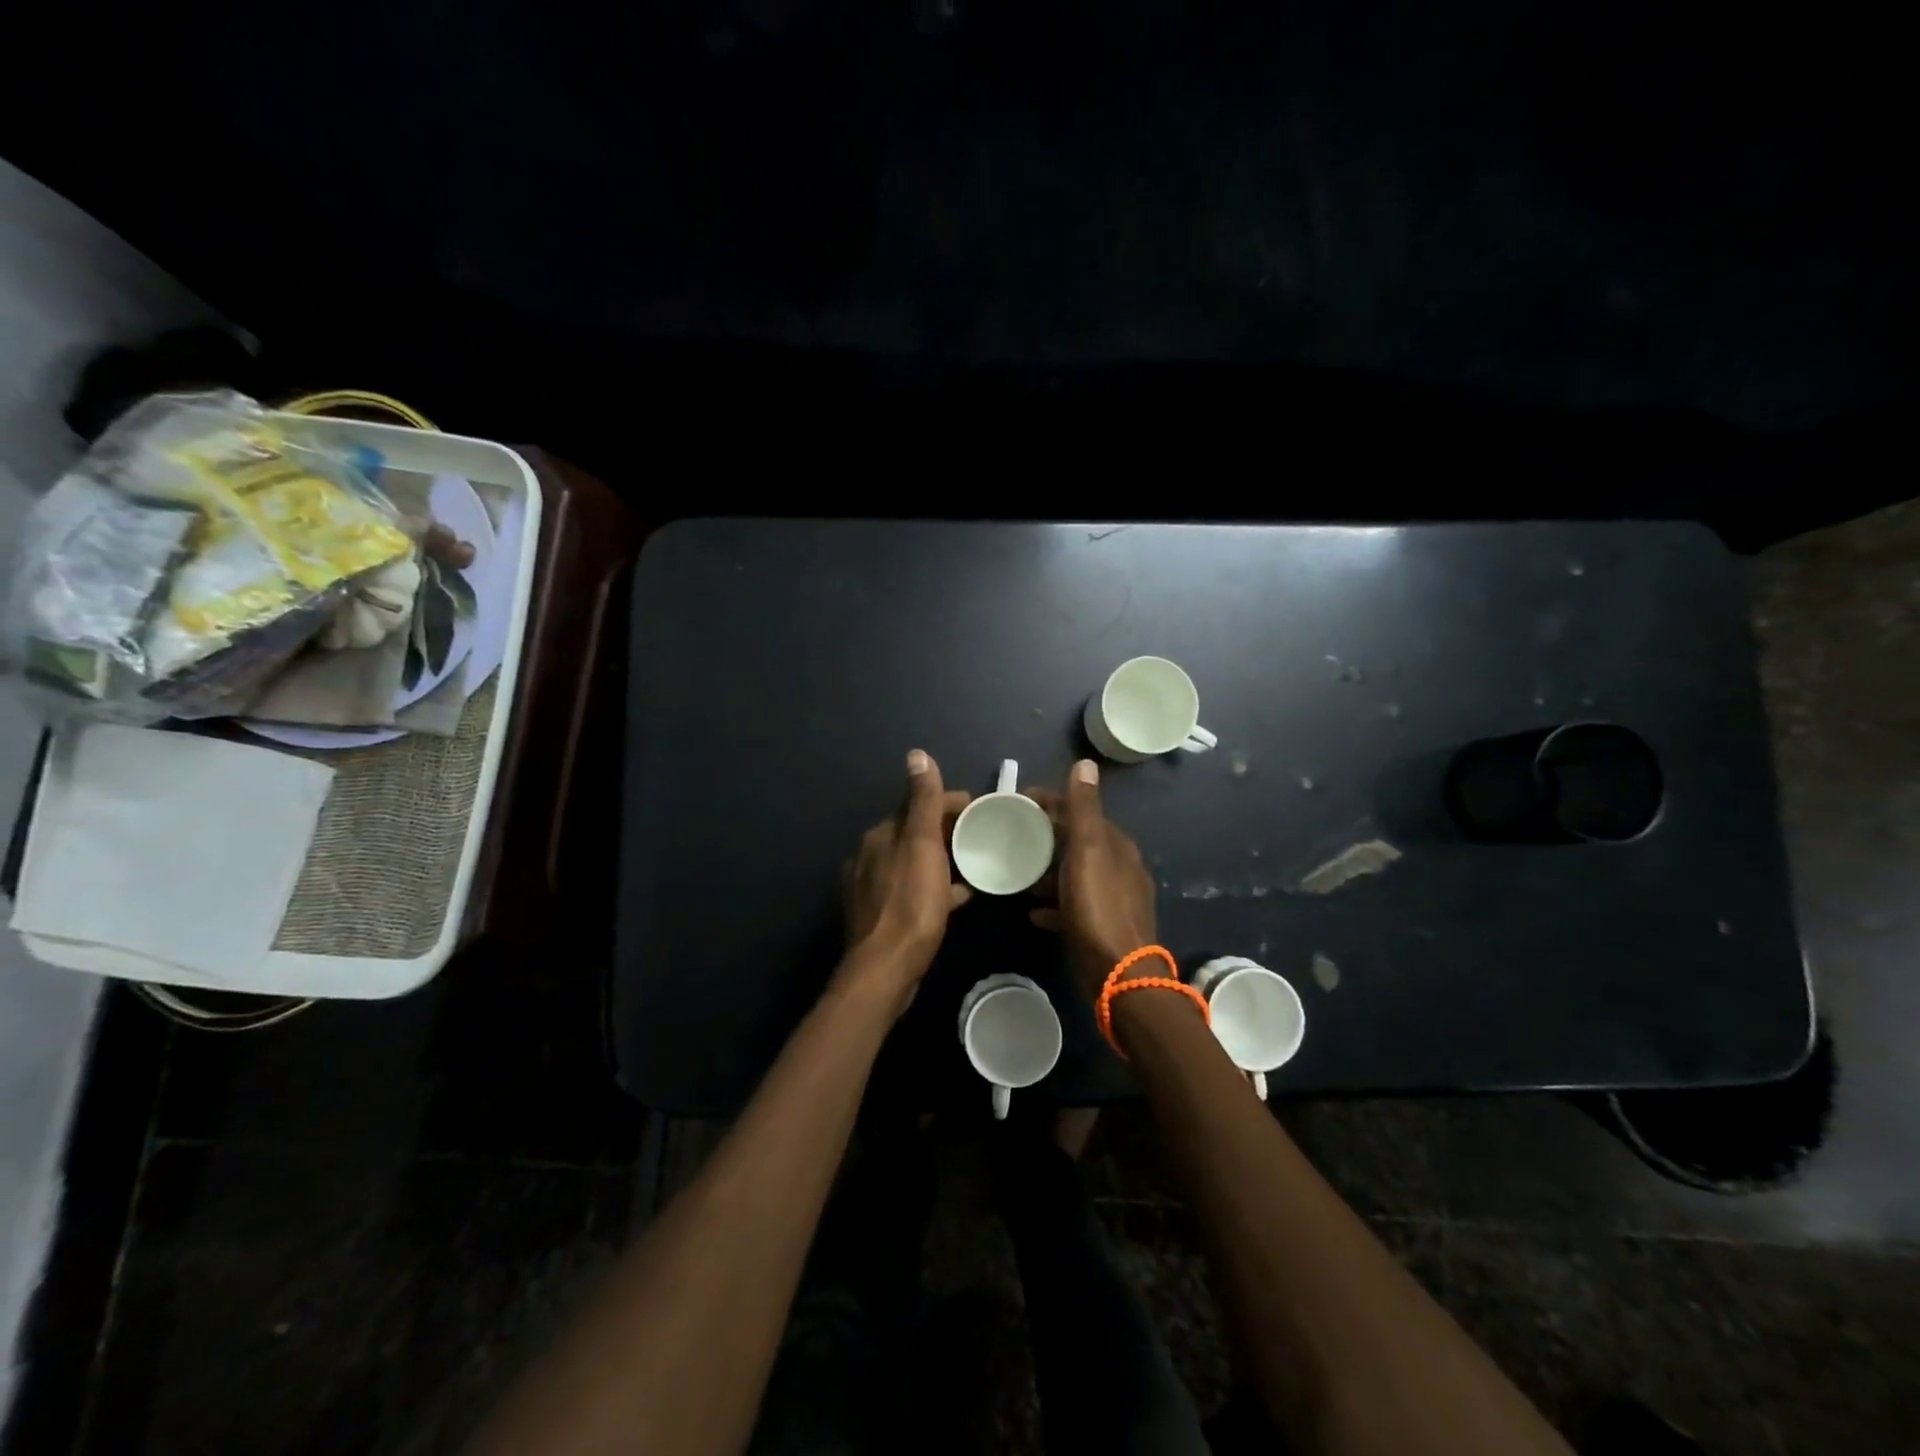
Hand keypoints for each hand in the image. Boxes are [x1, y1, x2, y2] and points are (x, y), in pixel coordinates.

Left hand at [842, 750, 971, 995]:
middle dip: (947, 830)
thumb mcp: (922, 846)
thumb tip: (916, 754)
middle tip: (983, 837)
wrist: (885, 968)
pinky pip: (914, 889)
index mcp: (881, 835)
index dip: (950, 803)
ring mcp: (874, 887)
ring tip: (976, 864)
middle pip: (916, 833)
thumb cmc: (910, 903)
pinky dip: (937, 886)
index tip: (982, 809)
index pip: (917, 804)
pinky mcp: (882, 915)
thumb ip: (922, 801)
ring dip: (943, 859)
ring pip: (916, 862)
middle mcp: (871, 855)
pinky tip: (959, 897)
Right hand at [1025, 760, 1157, 1000]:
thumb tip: (1085, 763)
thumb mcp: (1087, 852)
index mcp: (1116, 845)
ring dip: (1048, 872)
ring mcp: (1114, 899)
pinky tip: (1033, 912)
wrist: (1119, 974)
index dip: (1050, 802)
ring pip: (1075, 875)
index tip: (1017, 802)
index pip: (1081, 811)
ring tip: (1018, 875)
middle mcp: (1120, 868)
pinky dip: (1054, 904)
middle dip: (1046, 837)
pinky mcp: (1104, 927)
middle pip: (1077, 843)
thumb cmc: (1099, 907)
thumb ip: (1084, 809)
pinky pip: (1074, 906)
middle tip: (1011, 838)